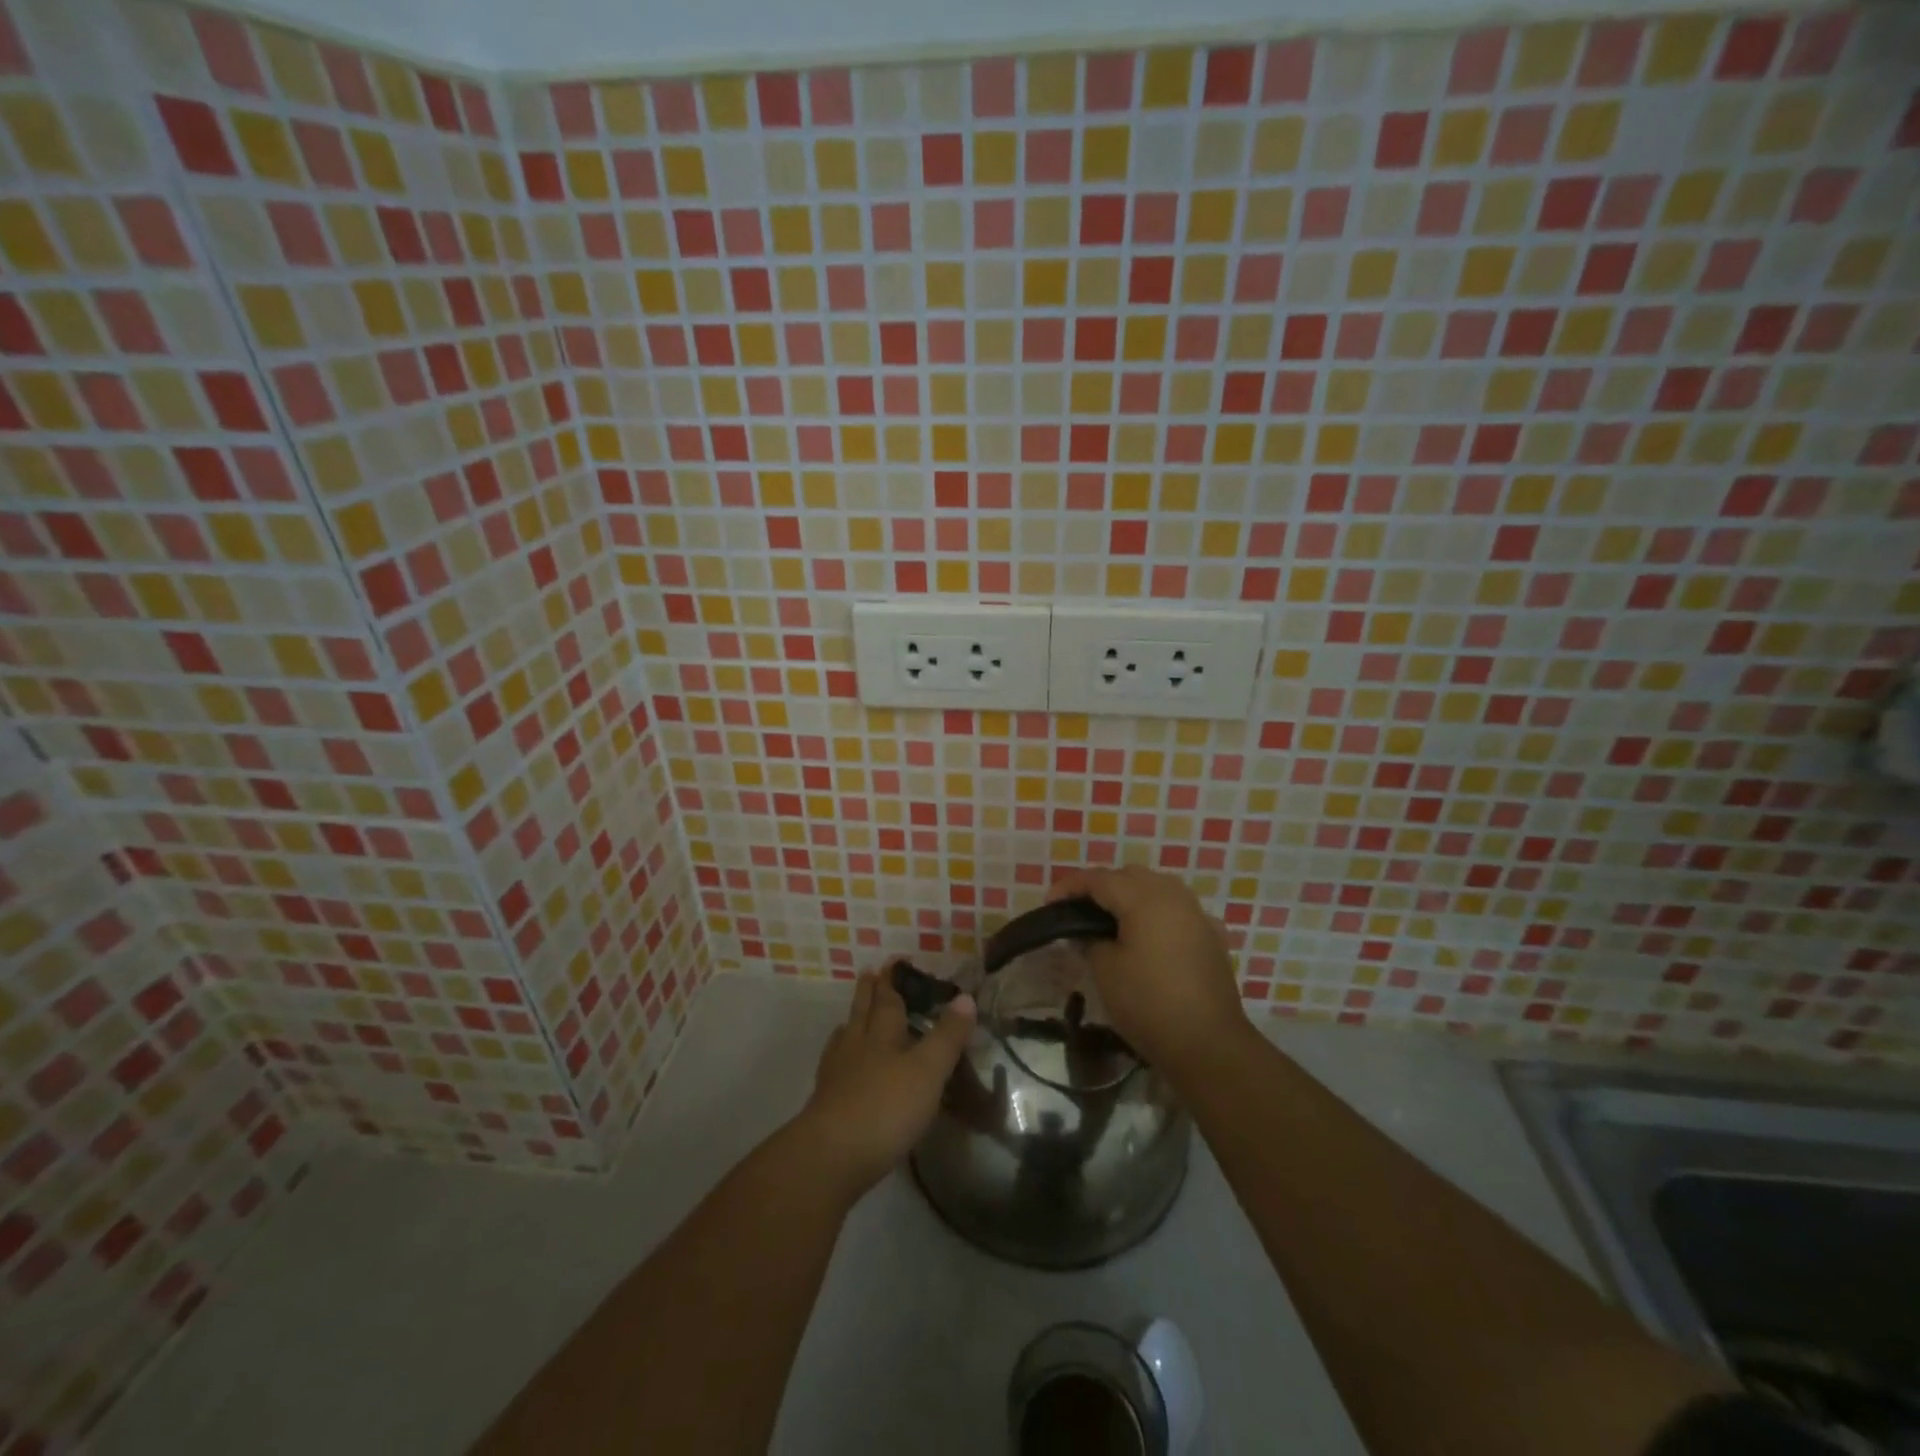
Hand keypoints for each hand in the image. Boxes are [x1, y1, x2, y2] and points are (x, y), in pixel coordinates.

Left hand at [796, 966, 975, 1196]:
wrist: (831, 1156)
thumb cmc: (886, 1107)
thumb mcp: (928, 1070)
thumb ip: (947, 1036)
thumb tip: (966, 997)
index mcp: (882, 1034)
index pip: (888, 1000)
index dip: (892, 980)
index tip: (892, 961)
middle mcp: (856, 1046)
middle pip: (862, 1012)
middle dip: (868, 993)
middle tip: (869, 973)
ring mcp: (836, 1075)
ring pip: (845, 1038)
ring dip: (852, 1023)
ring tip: (852, 1018)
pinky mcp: (826, 1104)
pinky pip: (834, 1068)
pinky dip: (840, 1059)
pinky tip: (841, 1069)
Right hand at [1049, 866, 1245, 1075]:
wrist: (1208, 1044)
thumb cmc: (1148, 1003)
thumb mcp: (1105, 970)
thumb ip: (1090, 940)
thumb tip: (1087, 932)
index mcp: (1144, 898)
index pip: (1099, 879)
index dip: (1070, 887)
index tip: (1049, 903)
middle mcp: (1173, 896)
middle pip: (1130, 876)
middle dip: (1102, 886)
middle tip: (1078, 911)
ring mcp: (1198, 914)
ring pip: (1158, 888)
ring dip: (1132, 896)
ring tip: (1111, 920)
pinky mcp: (1212, 936)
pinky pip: (1178, 910)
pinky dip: (1158, 914)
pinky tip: (1150, 936)